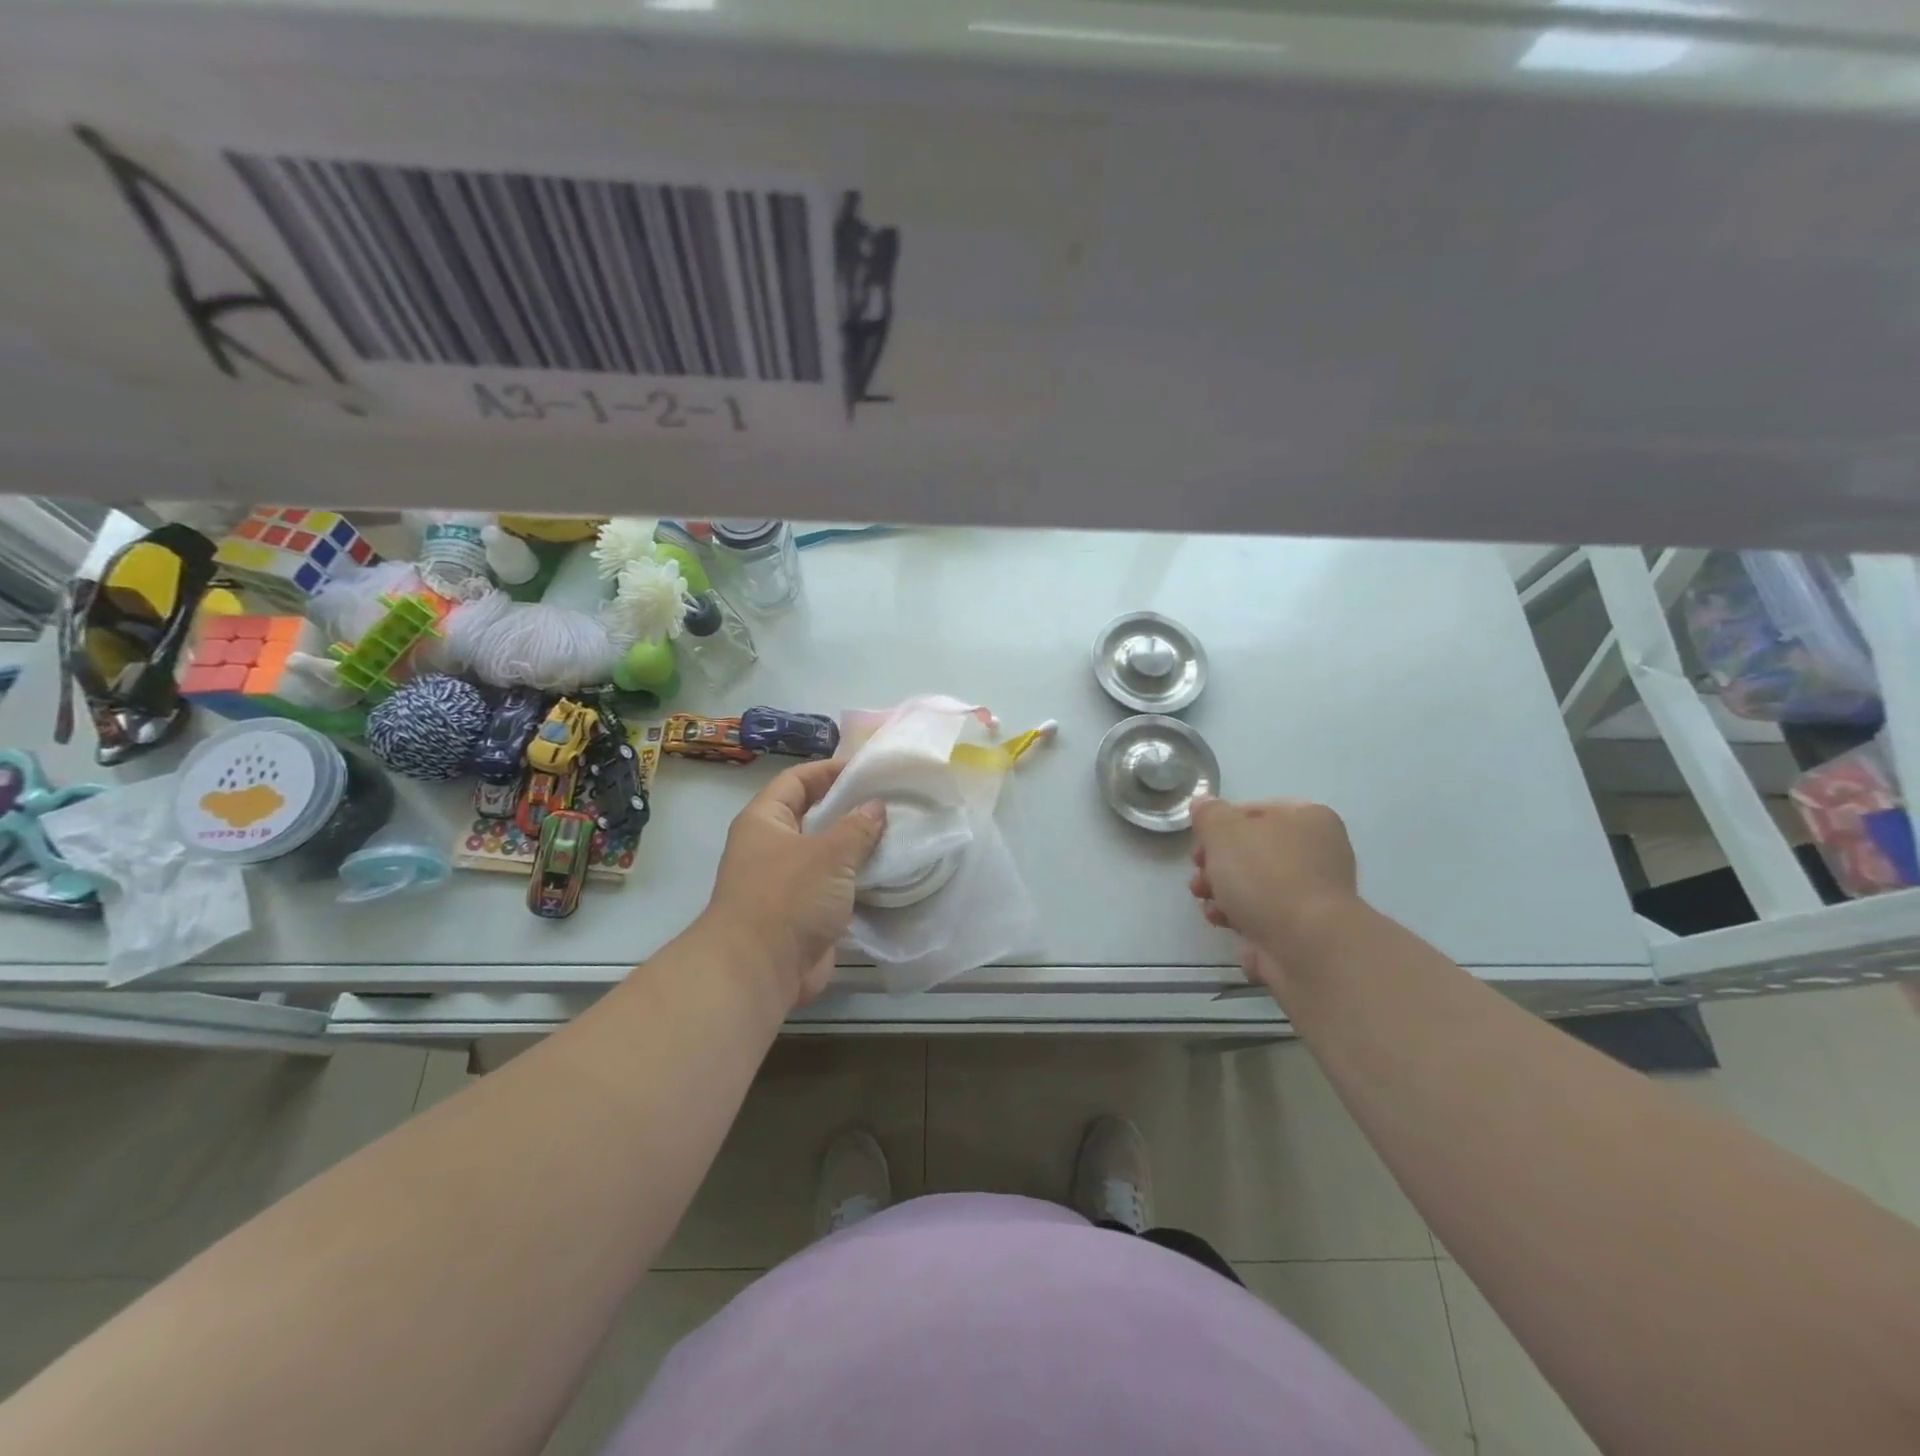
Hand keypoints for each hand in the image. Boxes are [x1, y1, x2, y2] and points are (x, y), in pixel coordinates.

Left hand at [704, 760, 886, 1009]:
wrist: (758, 971)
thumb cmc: (787, 897)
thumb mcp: (828, 853)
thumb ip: (856, 827)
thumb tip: (876, 807)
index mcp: (765, 821)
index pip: (797, 780)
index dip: (829, 770)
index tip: (867, 769)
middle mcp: (772, 847)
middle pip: (813, 816)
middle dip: (849, 809)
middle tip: (890, 801)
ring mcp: (786, 882)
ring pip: (827, 854)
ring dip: (857, 847)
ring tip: (898, 834)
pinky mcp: (803, 913)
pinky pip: (834, 887)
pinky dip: (857, 880)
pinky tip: (889, 873)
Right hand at [1188, 796, 1358, 990]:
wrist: (1306, 945)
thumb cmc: (1266, 875)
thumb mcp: (1224, 831)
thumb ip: (1209, 814)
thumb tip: (1203, 803)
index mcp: (1308, 819)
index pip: (1253, 812)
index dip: (1218, 827)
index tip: (1199, 846)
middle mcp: (1317, 852)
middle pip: (1251, 851)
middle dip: (1216, 865)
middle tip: (1200, 876)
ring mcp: (1312, 894)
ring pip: (1253, 885)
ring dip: (1222, 893)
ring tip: (1207, 903)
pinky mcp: (1303, 929)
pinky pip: (1262, 916)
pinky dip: (1240, 918)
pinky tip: (1223, 922)